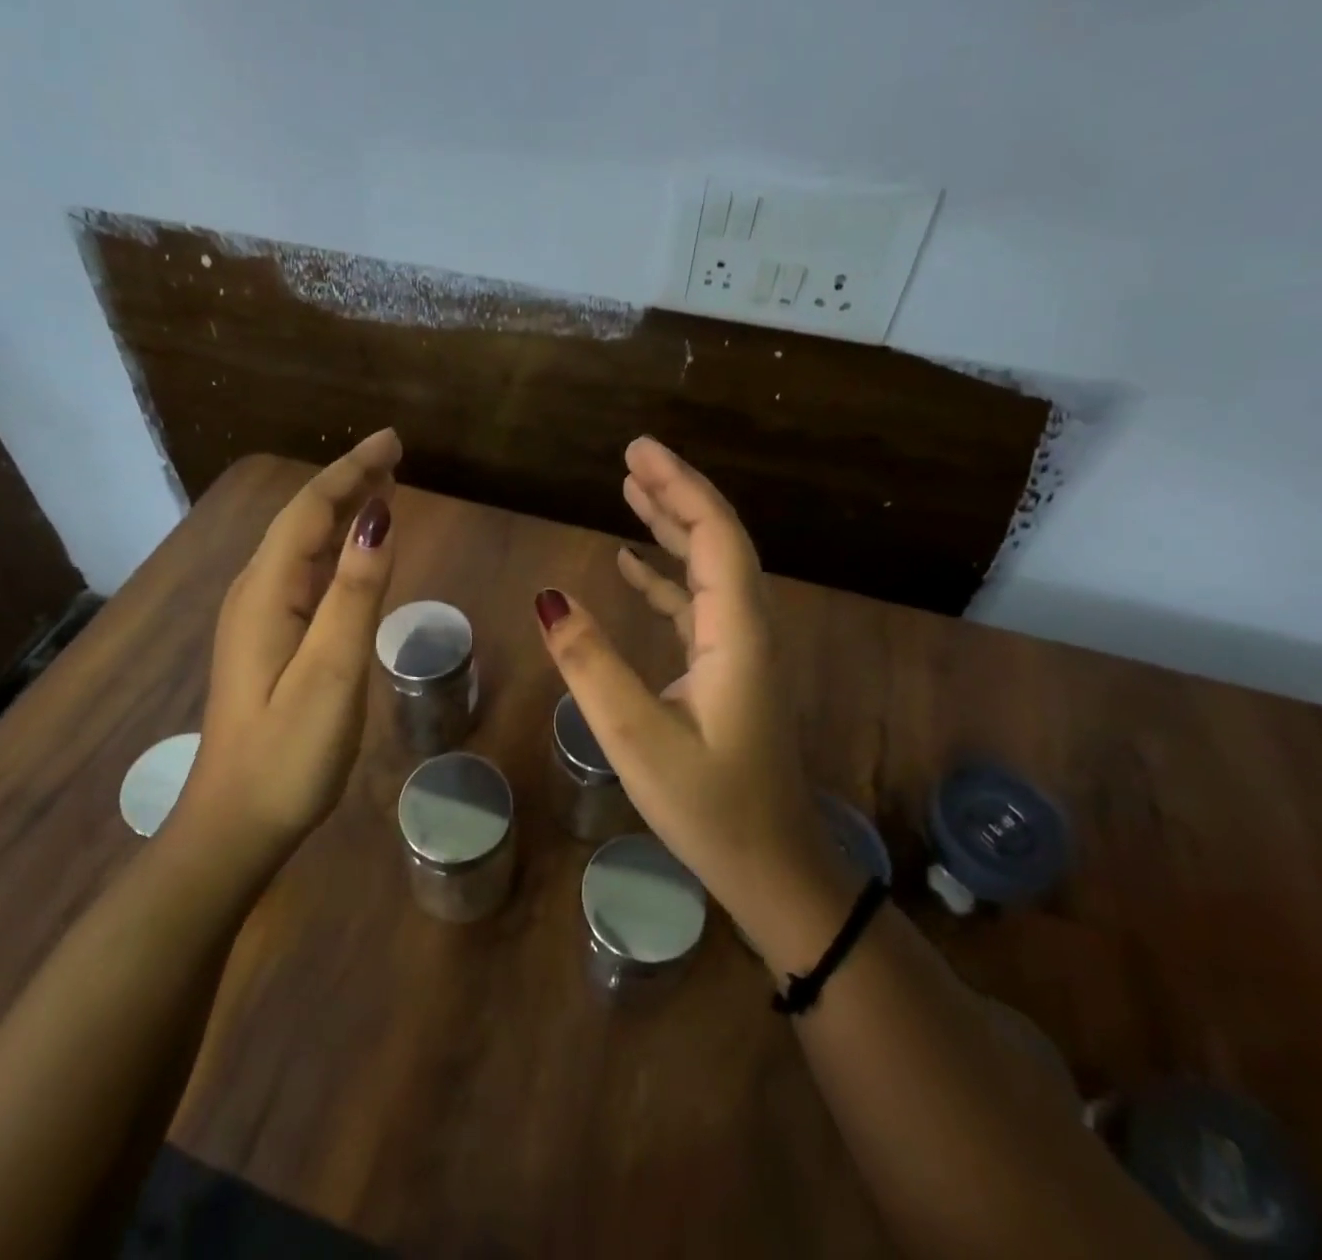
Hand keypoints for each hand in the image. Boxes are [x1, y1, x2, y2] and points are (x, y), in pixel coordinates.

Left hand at [186, 430, 401, 849]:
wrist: (235, 824)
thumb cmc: (288, 752)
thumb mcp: (331, 671)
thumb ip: (356, 594)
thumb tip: (379, 519)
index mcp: (267, 592)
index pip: (310, 511)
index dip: (352, 471)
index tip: (393, 441)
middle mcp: (256, 593)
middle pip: (303, 520)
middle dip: (348, 482)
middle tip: (394, 456)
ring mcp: (258, 619)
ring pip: (303, 546)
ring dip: (342, 512)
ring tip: (382, 488)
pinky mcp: (268, 642)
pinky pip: (305, 575)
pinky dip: (336, 550)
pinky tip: (355, 552)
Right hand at [533, 436, 854, 969]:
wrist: (773, 871)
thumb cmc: (711, 809)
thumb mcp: (638, 740)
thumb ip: (592, 666)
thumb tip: (549, 597)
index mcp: (737, 634)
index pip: (715, 536)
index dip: (679, 487)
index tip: (638, 450)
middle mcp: (747, 629)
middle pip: (718, 540)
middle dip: (676, 494)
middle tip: (631, 457)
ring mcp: (740, 650)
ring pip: (709, 569)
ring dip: (672, 528)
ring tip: (629, 492)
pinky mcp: (728, 671)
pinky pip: (698, 605)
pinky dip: (666, 577)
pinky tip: (631, 565)